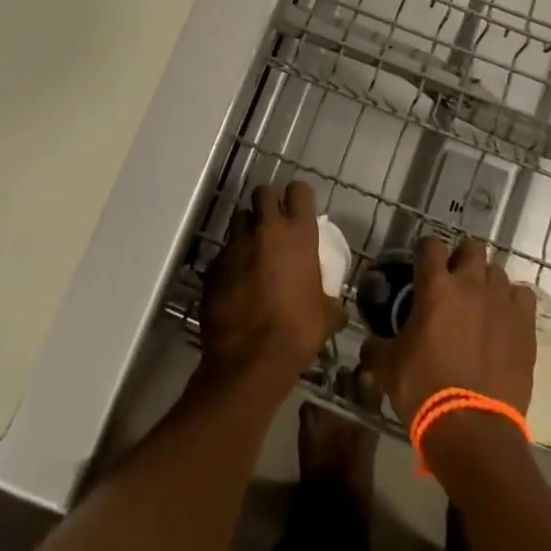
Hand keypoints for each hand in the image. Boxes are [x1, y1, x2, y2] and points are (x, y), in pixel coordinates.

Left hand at [199, 182, 342, 392]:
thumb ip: (331, 300)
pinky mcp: (213, 265)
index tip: (300, 208)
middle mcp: (265, 229)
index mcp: (298, 234)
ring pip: (239, 219)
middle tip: (273, 222)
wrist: (250, 359)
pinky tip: (236, 282)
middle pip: (263, 193)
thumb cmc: (297, 331)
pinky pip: (224, 253)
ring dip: (247, 230)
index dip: (299, 196)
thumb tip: (337, 306)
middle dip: (268, 203)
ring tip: (253, 251)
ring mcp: (235, 245)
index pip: (299, 191)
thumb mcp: (327, 316)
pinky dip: (231, 261)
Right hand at [361, 237, 535, 425]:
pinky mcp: (526, 325)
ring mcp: (502, 302)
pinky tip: (505, 317)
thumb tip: (369, 344)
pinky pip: (523, 296)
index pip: (430, 245)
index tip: (421, 264)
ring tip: (480, 302)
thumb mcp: (387, 367)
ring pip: (498, 271)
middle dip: (462, 258)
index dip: (425, 251)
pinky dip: (513, 301)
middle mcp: (470, 284)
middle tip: (453, 280)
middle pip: (472, 248)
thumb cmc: (424, 389)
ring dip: (487, 281)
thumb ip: (376, 346)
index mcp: (434, 286)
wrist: (472, 428)